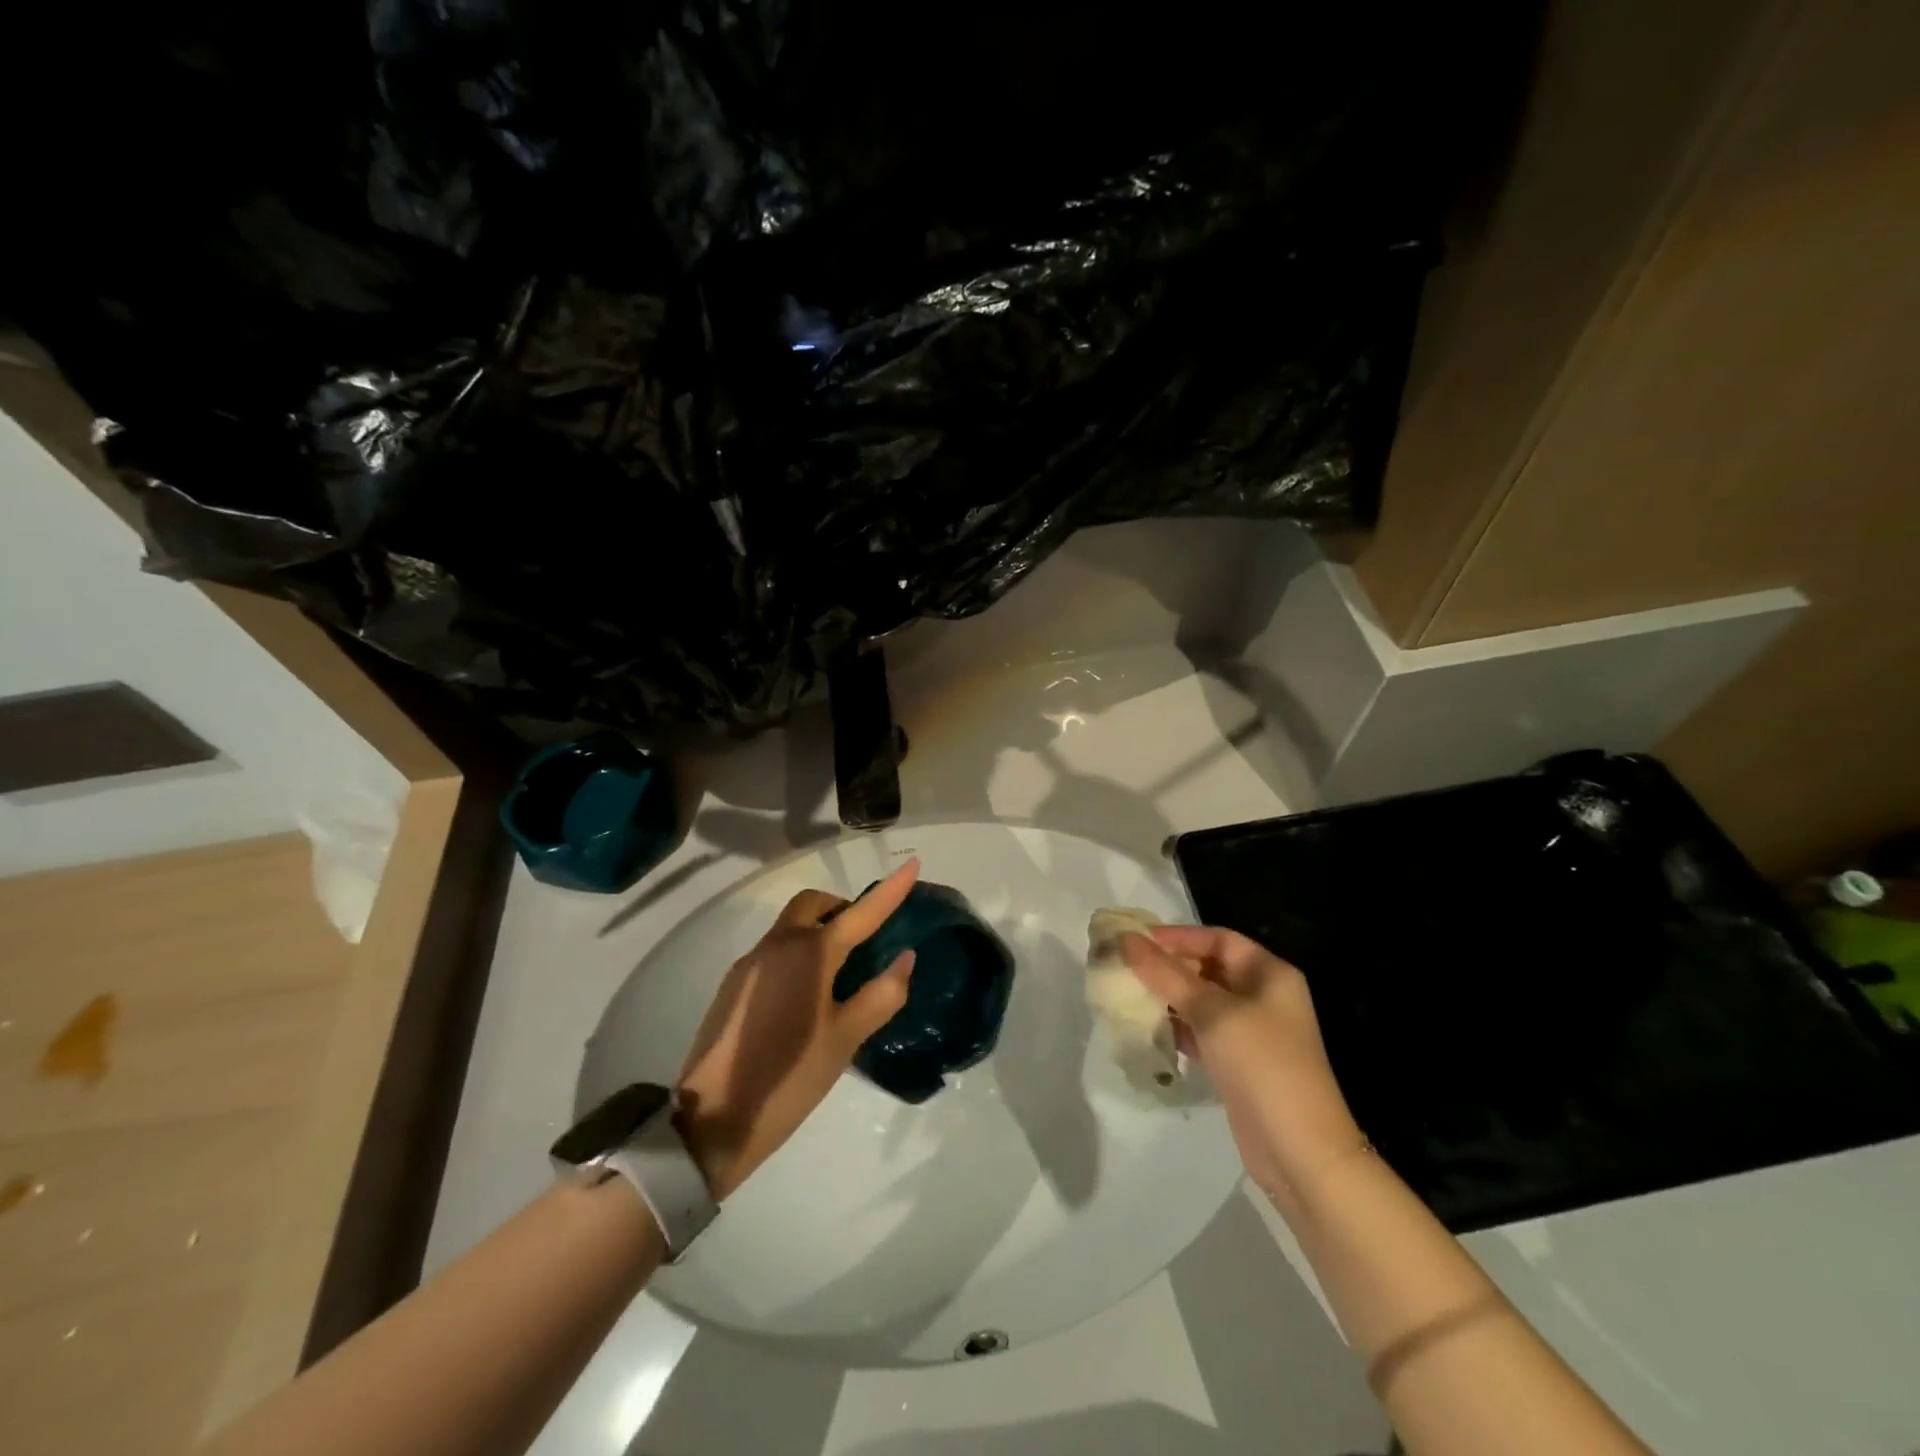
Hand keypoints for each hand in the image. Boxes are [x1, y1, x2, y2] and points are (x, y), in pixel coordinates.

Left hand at [675, 860, 920, 1198]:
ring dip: (818, 930)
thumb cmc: (790, 1077)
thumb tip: (905, 957)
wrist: (712, 1119)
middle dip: (842, 907)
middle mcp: (778, 945)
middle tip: (865, 937)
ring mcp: (750, 962)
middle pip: (814, 905)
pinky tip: (805, 994)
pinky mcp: (733, 984)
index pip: (861, 912)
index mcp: (810, 953)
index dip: (890, 890)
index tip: (912, 864)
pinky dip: (798, 952)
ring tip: (839, 971)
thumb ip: (881, 994)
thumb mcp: (846, 1039)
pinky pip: (774, 949)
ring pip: (791, 926)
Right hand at [1122, 925, 1366, 1207]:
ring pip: (1202, 1001)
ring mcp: (1253, 1032)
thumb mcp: (1212, 1013)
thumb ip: (1166, 974)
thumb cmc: (1262, 1066)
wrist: (1301, 1153)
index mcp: (1269, 974)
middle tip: (1125, 969)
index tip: (1135, 941)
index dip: (1177, 937)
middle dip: (1168, 967)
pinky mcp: (1240, 1062)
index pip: (1218, 938)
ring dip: (1169, 998)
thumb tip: (1125, 939)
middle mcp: (1264, 996)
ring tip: (1130, 998)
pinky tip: (1152, 1032)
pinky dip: (1178, 1028)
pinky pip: (1203, 1032)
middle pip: (1208, 967)